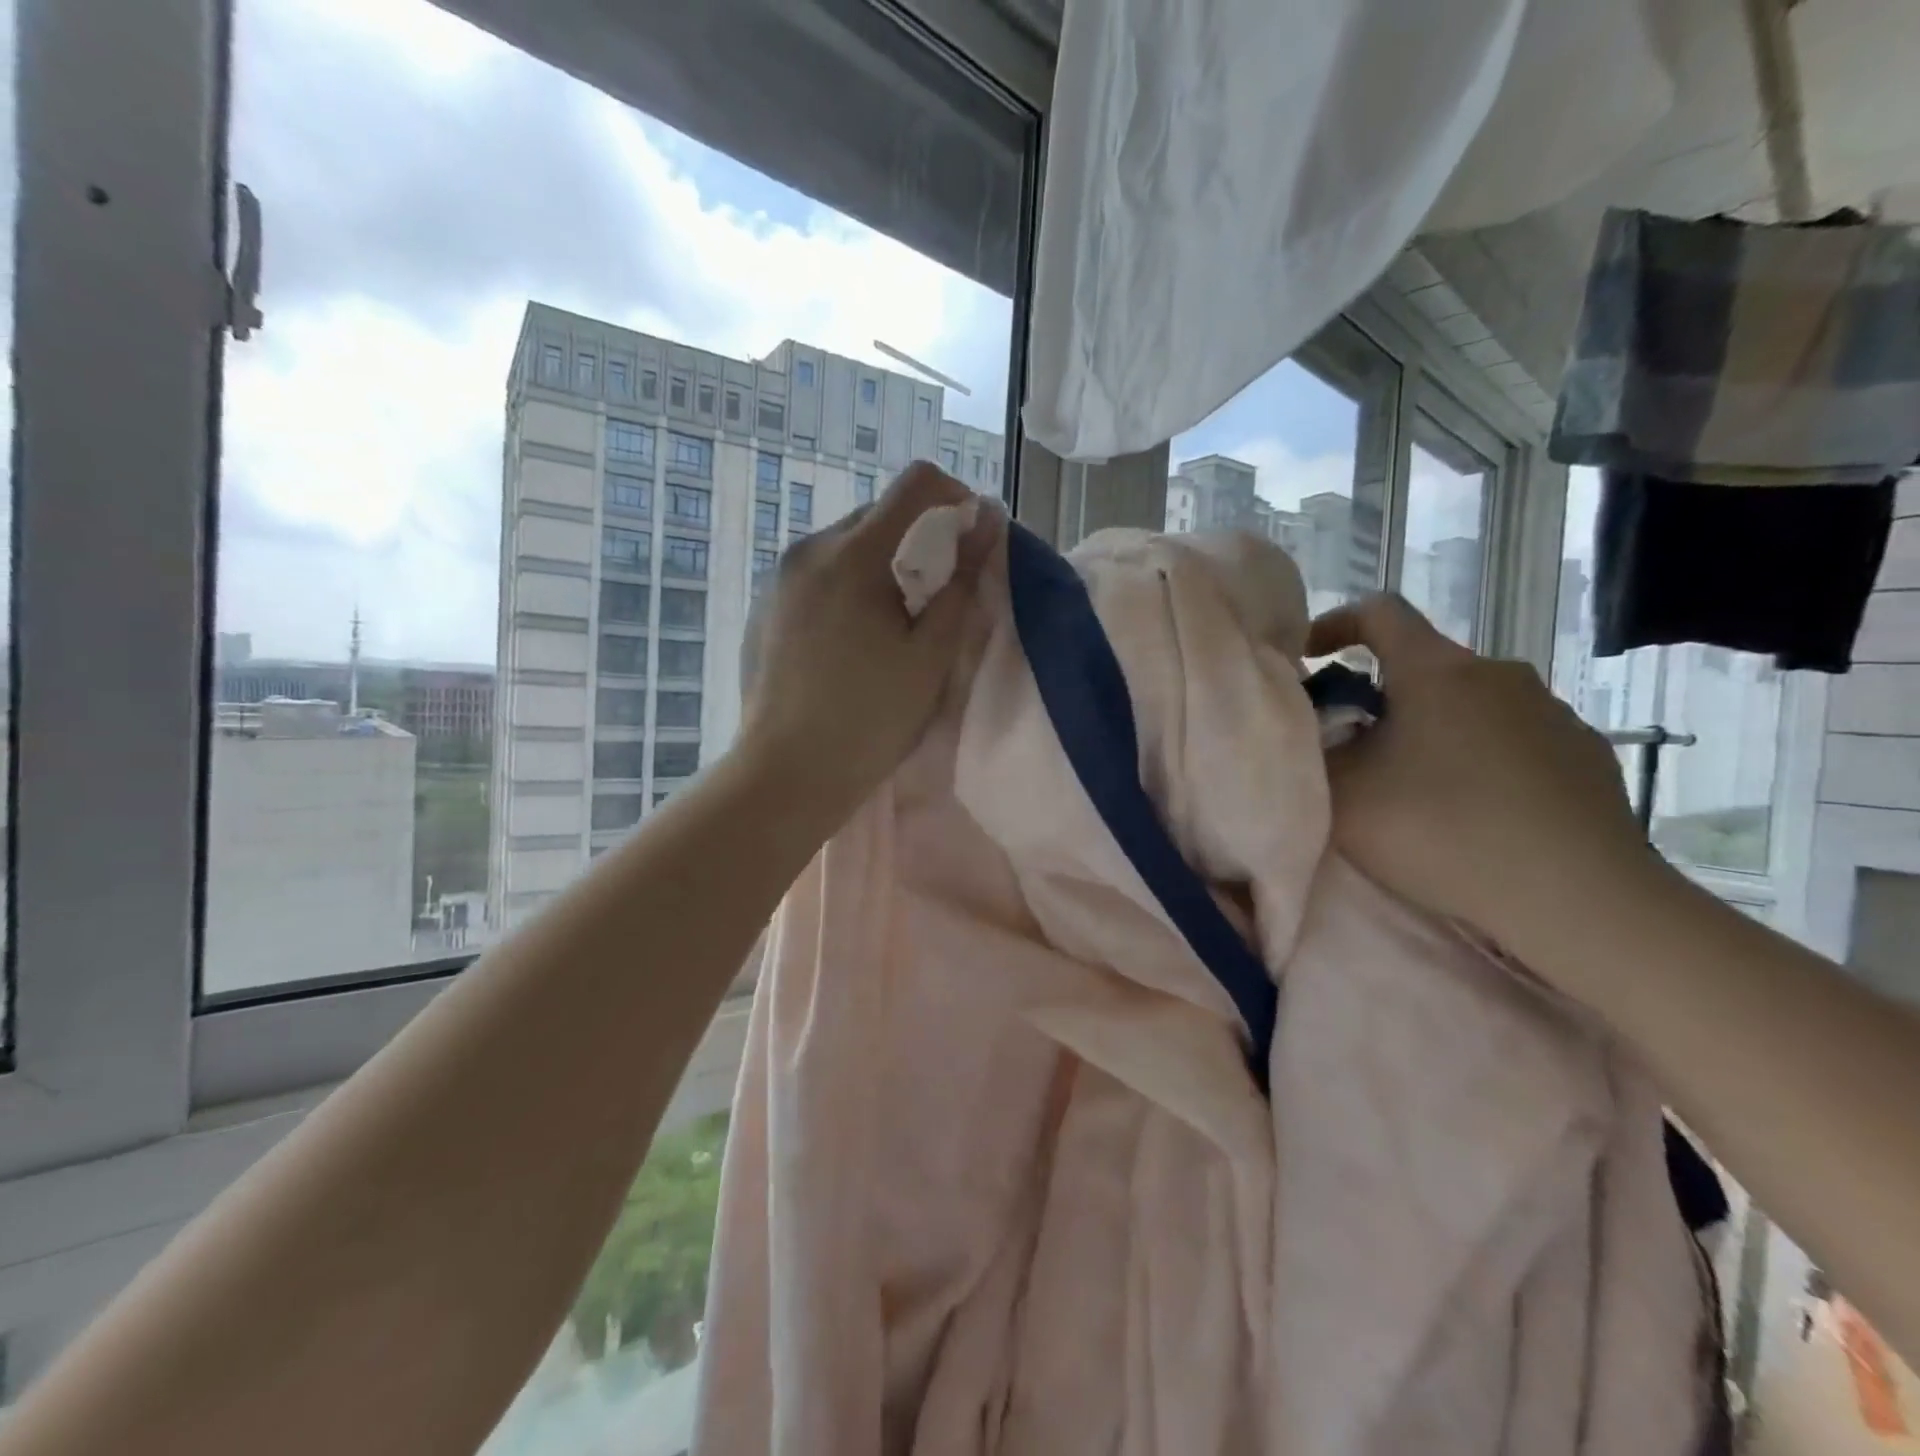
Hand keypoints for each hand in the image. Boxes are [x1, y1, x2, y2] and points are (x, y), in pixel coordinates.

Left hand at [739, 462, 996, 812]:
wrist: (786, 774)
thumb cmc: (869, 720)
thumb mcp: (930, 655)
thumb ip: (962, 583)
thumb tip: (986, 522)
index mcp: (853, 554)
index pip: (915, 484)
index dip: (956, 498)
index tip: (972, 540)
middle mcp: (809, 549)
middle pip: (879, 515)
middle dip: (919, 540)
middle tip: (937, 598)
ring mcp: (779, 578)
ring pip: (846, 546)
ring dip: (882, 567)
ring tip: (894, 627)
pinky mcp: (764, 606)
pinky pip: (818, 575)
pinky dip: (848, 588)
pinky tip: (851, 644)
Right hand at [1308, 594, 1663, 953]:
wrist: (1578, 900)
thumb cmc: (1442, 831)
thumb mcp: (1344, 794)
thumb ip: (1316, 750)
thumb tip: (1319, 730)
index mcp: (1436, 670)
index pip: (1379, 612)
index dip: (1336, 623)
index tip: (1310, 657)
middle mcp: (1499, 674)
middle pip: (1424, 665)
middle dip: (1381, 695)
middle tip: (1354, 747)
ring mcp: (1552, 712)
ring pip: (1470, 704)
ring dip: (1433, 729)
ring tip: (1415, 788)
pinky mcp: (1587, 754)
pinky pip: (1513, 739)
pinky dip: (1480, 757)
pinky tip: (1475, 811)